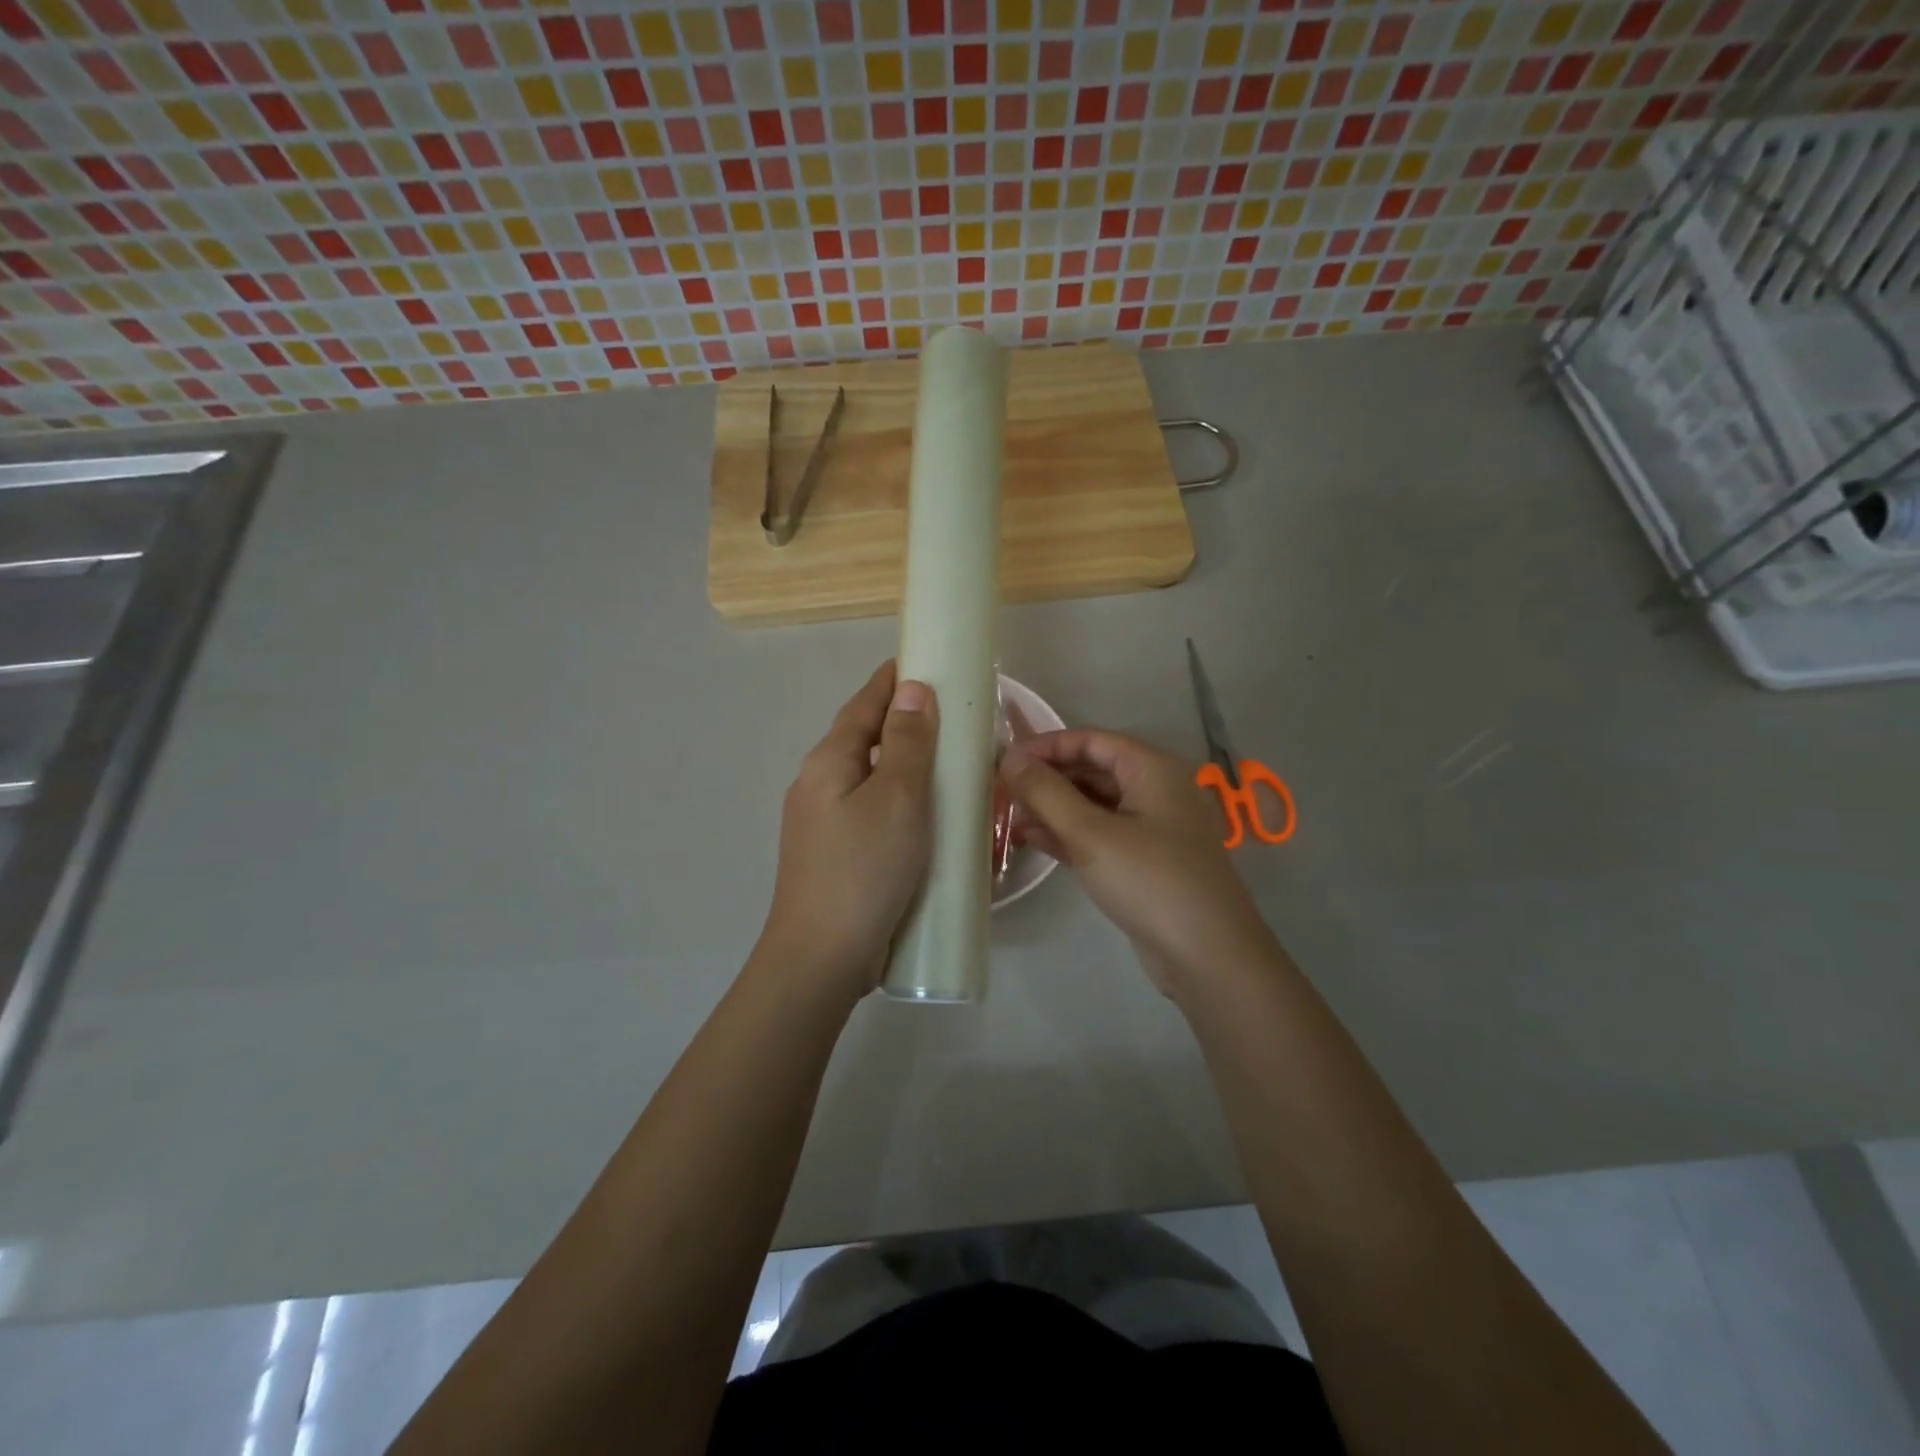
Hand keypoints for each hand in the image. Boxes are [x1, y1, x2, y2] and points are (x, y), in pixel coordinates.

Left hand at [761, 661, 937, 1000]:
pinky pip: (870, 810)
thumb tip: (912, 689)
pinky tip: (922, 815)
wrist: (822, 957)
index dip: (892, 680)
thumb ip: (907, 743)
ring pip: (867, 776)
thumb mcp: (898, 799)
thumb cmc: (865, 869)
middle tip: (948, 714)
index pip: (864, 704)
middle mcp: (818, 784)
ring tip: (943, 761)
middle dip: (901, 720)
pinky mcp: (834, 854)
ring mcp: (821, 822)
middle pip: (863, 738)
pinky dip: (897, 798)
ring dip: (901, 762)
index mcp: (828, 762)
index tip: (924, 661)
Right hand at [1000, 729, 1271, 994]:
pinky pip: (1100, 835)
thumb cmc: (1150, 881)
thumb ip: (1046, 793)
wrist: (1207, 956)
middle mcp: (1155, 790)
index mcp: (1152, 769)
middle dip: (1048, 779)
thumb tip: (1010, 757)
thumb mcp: (1091, 834)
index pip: (1091, 740)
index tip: (1007, 760)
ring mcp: (1152, 828)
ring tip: (1008, 817)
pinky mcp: (1144, 862)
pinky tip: (1033, 840)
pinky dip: (1069, 834)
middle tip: (1002, 791)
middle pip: (1092, 770)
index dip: (1047, 746)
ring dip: (1053, 808)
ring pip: (1094, 805)